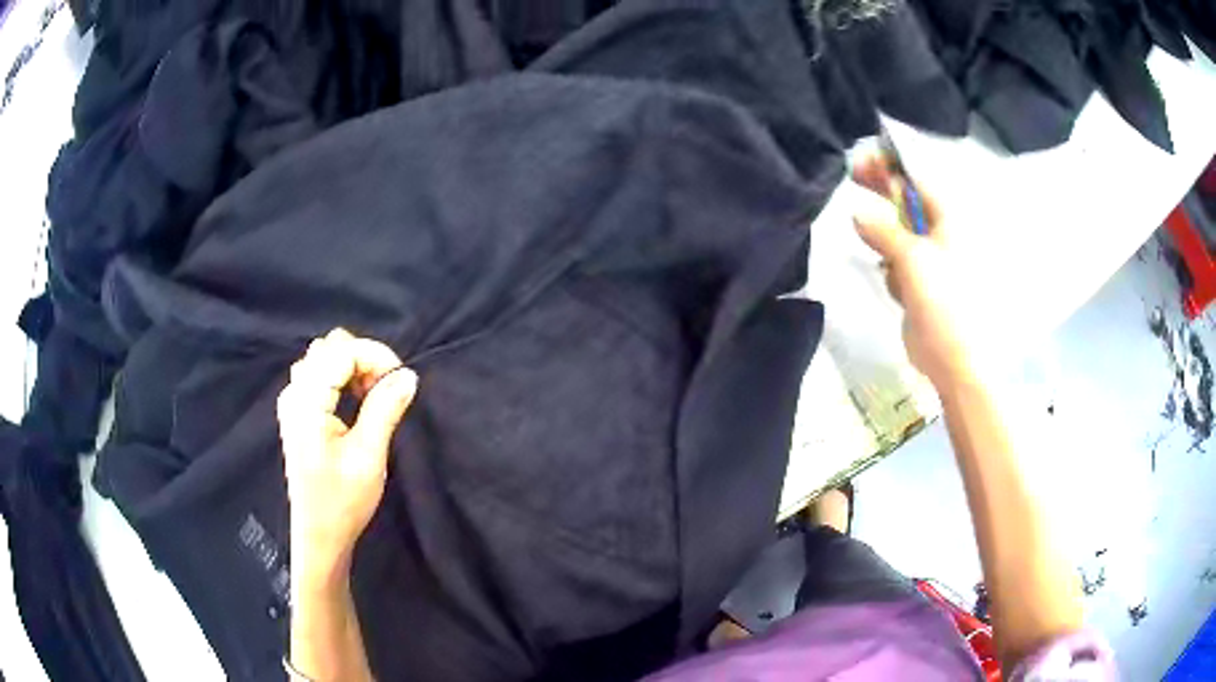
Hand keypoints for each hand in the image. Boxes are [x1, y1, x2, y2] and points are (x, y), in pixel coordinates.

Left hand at [276, 328, 416, 585]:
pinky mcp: (297, 413)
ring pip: (323, 358)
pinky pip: (318, 375)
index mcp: (306, 403)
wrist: (319, 534)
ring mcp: (292, 402)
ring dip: (353, 367)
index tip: (401, 379)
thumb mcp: (369, 456)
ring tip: (373, 397)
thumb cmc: (343, 501)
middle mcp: (294, 394)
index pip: (341, 351)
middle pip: (329, 348)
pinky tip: (356, 402)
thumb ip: (385, 408)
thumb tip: (408, 375)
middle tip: (386, 390)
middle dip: (364, 358)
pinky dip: (342, 378)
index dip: (375, 355)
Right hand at [851, 155, 976, 387]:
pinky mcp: (919, 283)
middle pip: (908, 202)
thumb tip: (858, 211)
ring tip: (877, 248)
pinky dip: (890, 267)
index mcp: (950, 221)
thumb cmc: (945, 303)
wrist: (954, 360)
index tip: (862, 158)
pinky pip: (897, 262)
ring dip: (884, 235)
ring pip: (898, 233)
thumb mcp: (913, 259)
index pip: (918, 181)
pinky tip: (895, 286)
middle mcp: (941, 234)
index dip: (891, 167)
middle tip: (853, 174)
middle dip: (883, 189)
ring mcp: (930, 259)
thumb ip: (885, 230)